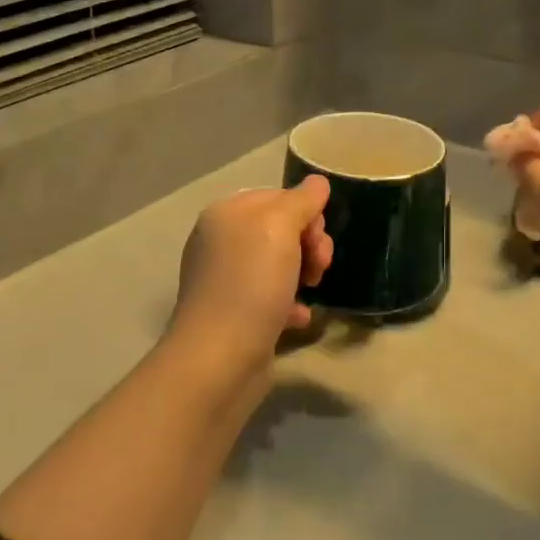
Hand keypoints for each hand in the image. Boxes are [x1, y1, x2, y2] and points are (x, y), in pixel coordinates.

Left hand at [167, 176, 333, 374]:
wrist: (221, 356)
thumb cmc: (251, 283)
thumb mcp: (280, 228)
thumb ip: (301, 201)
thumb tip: (317, 183)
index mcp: (227, 214)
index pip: (278, 197)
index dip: (306, 214)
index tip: (318, 238)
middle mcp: (222, 242)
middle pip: (281, 231)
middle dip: (309, 245)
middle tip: (319, 268)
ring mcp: (227, 280)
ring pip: (280, 265)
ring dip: (304, 274)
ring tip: (312, 291)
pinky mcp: (236, 314)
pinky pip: (272, 298)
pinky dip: (290, 305)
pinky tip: (298, 318)